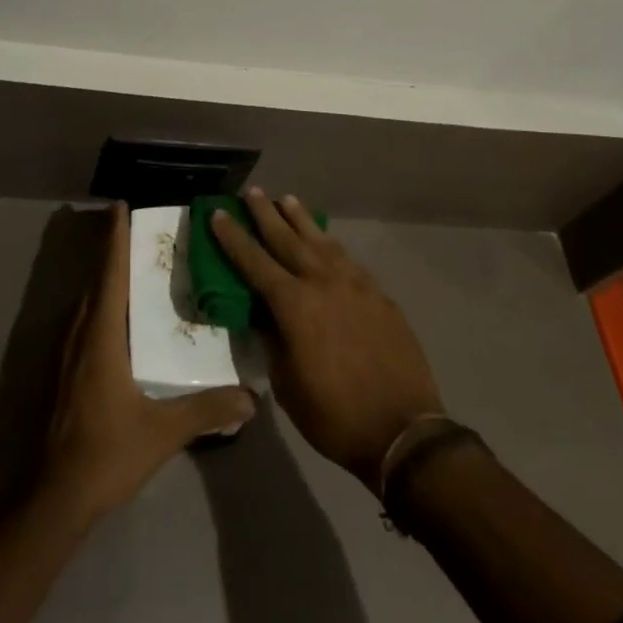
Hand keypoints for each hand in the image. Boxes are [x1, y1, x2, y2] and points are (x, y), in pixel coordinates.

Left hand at [41, 205, 256, 524]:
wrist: (53, 498)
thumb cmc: (106, 454)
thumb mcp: (162, 431)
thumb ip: (206, 410)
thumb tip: (251, 399)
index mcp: (101, 336)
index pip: (110, 274)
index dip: (115, 239)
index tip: (120, 207)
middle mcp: (79, 335)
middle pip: (95, 281)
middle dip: (112, 251)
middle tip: (138, 232)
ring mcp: (65, 355)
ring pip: (86, 301)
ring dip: (104, 278)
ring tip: (131, 266)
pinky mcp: (62, 374)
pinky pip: (82, 321)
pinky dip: (99, 303)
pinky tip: (116, 318)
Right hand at [210, 190, 443, 491]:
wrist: (403, 430)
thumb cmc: (334, 416)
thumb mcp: (287, 385)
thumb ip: (272, 342)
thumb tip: (263, 316)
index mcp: (294, 304)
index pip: (254, 261)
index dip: (233, 237)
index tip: (219, 213)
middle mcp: (322, 282)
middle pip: (287, 238)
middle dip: (266, 214)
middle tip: (252, 192)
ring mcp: (355, 284)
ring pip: (321, 240)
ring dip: (301, 219)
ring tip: (287, 200)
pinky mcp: (379, 294)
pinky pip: (347, 260)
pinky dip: (330, 245)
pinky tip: (326, 242)